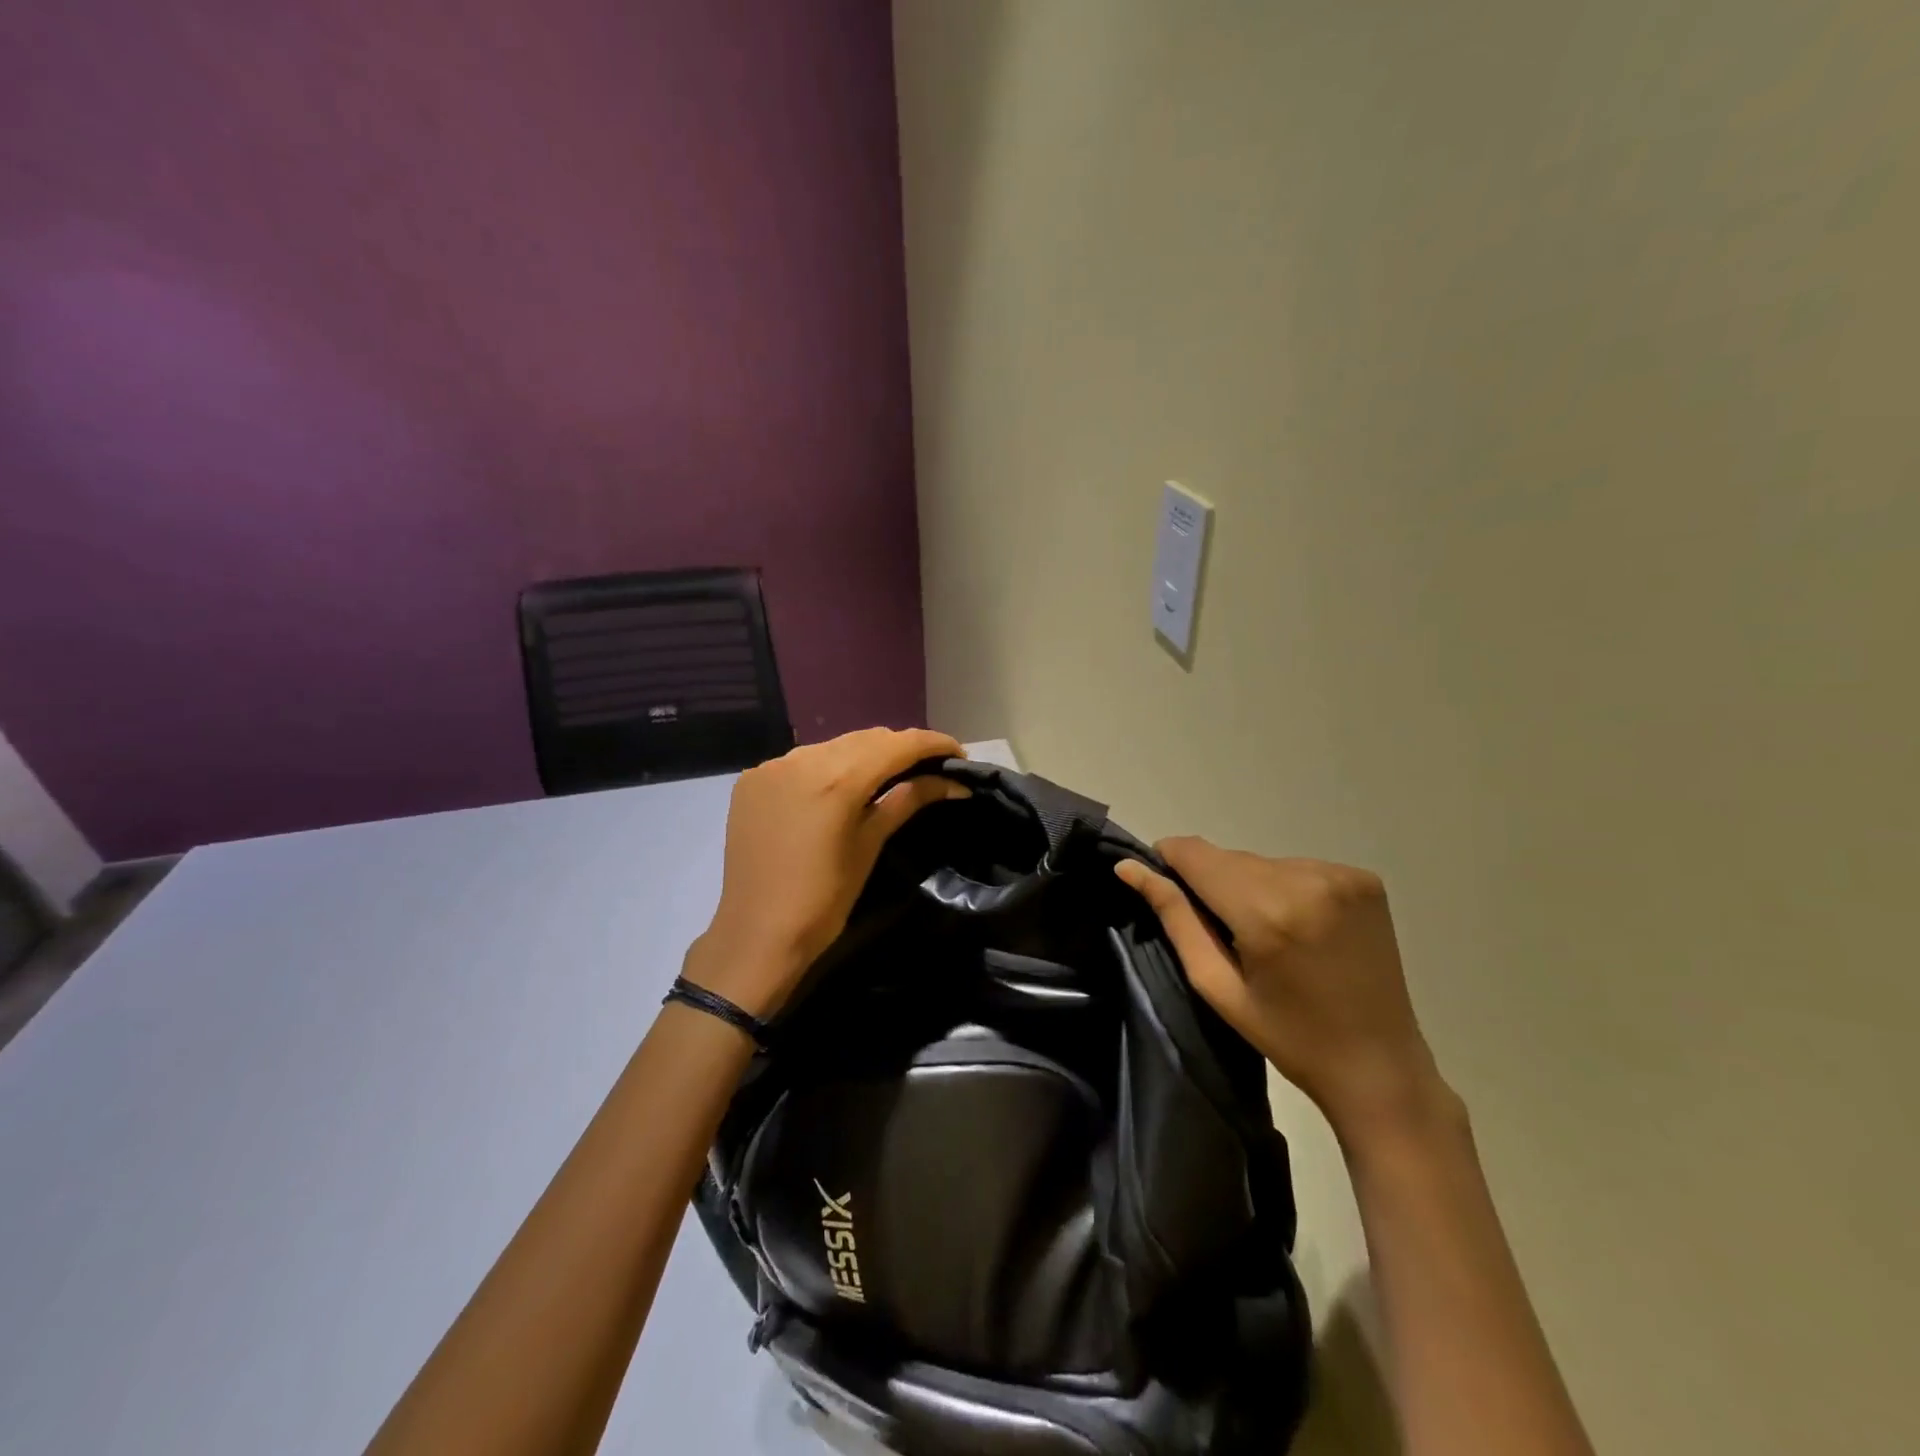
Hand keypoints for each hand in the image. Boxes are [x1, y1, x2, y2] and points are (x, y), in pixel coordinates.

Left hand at [684, 728, 968, 1016]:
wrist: (756, 934)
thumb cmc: (823, 900)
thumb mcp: (870, 846)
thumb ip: (908, 800)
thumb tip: (953, 782)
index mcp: (836, 779)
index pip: (897, 744)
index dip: (933, 744)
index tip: (959, 755)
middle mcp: (801, 758)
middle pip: (866, 739)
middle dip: (901, 748)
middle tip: (930, 768)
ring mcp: (772, 766)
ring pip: (833, 746)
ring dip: (865, 755)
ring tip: (889, 776)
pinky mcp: (753, 779)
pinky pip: (802, 760)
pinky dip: (828, 767)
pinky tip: (839, 789)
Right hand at [1116, 839, 1448, 1144]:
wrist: (1379, 1065)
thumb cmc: (1288, 1036)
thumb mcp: (1216, 985)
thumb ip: (1174, 918)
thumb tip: (1129, 868)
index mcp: (1266, 912)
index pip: (1196, 854)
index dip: (1170, 861)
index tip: (1164, 887)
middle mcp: (1306, 880)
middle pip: (1229, 858)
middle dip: (1212, 883)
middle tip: (1221, 932)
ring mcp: (1342, 876)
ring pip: (1261, 862)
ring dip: (1249, 885)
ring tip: (1265, 934)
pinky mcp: (1365, 879)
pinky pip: (1297, 868)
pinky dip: (1284, 888)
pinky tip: (1298, 927)